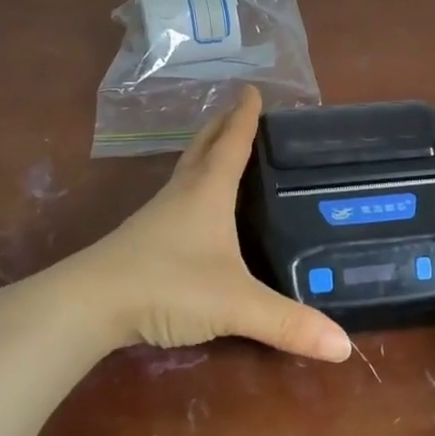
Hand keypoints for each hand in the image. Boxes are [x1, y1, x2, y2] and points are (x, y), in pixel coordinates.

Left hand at [65, 87, 353, 361]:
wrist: (90, 305)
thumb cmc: (168, 286)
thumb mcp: (235, 304)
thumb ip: (288, 323)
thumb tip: (344, 346)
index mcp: (207, 192)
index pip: (232, 143)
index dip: (245, 117)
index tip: (253, 89)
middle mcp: (183, 195)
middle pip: (203, 148)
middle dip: (222, 125)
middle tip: (237, 108)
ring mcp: (159, 216)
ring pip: (187, 171)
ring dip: (204, 153)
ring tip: (221, 148)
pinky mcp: (144, 239)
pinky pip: (177, 198)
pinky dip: (193, 186)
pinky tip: (197, 207)